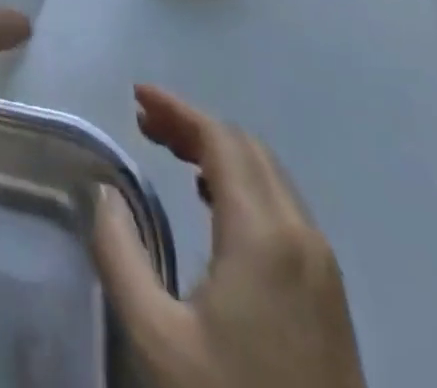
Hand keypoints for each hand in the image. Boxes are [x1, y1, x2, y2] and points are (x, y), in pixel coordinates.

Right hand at [91, 86, 366, 387]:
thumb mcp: (156, 339)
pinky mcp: (330, 298)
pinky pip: (283, 208)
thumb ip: (121, 254)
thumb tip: (106, 193)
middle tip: (144, 122)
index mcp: (264, 234)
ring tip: (170, 151)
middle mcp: (302, 236)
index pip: (220, 139)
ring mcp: (323, 269)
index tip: (136, 96)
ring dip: (219, 153)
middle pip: (247, 149)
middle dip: (194, 125)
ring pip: (269, 177)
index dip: (177, 109)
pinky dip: (243, 184)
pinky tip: (214, 203)